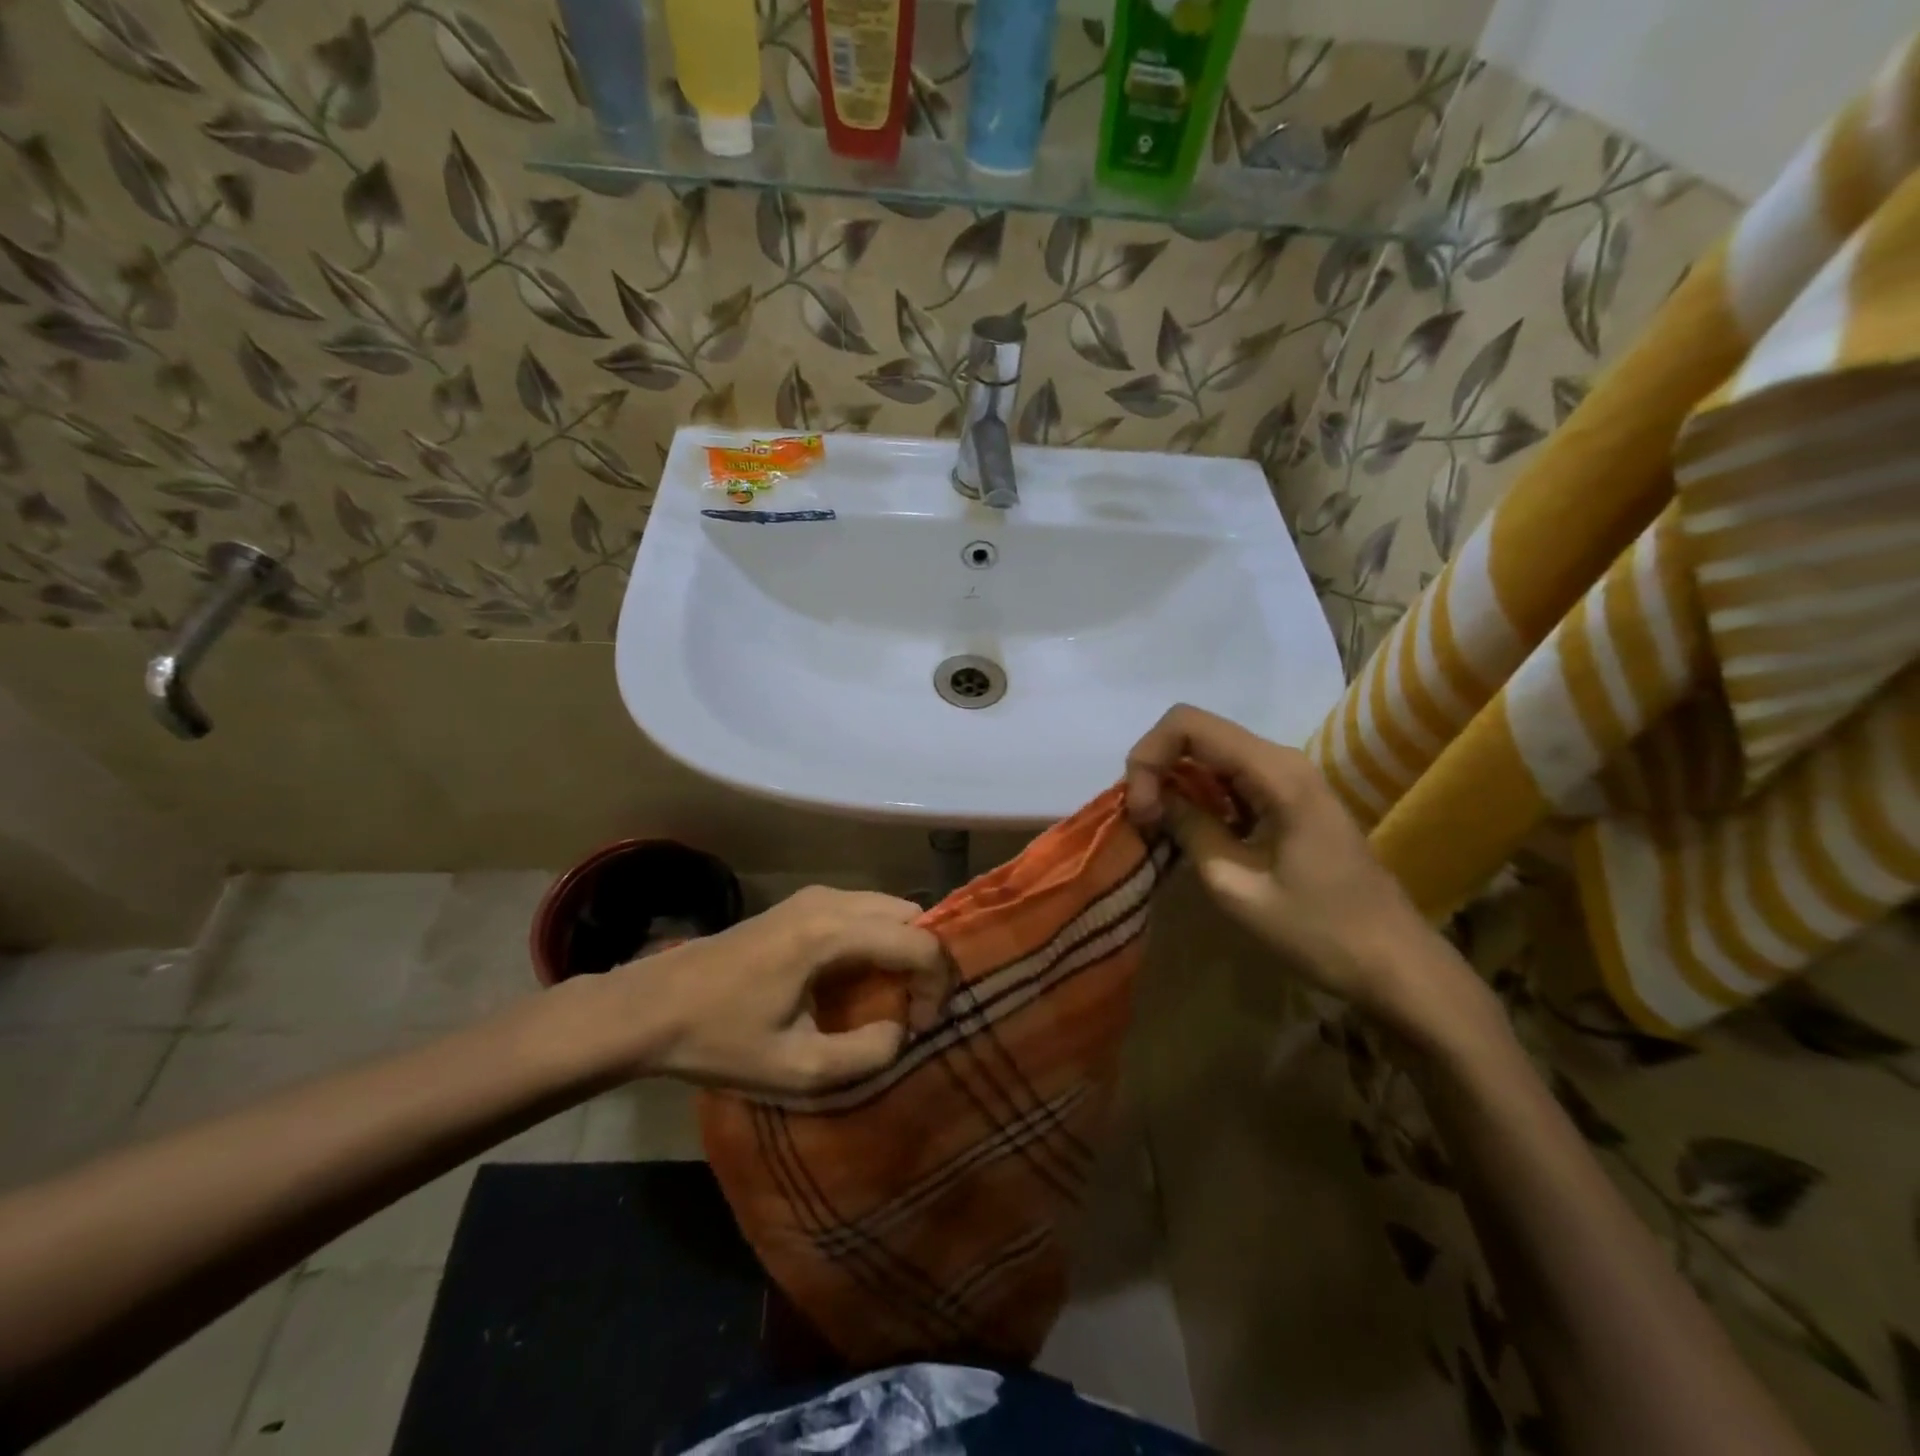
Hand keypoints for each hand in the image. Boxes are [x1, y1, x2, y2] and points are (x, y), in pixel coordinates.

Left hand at [598, 887, 950, 1094]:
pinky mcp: (801, 903)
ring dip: (902, 948)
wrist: (653, 1006)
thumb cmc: (721, 1038)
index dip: (937, 984)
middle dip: (925, 960)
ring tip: (891, 998)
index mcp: (833, 933)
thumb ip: (866, 1053)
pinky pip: (863, 911)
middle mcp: (831, 900)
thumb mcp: (797, 1069)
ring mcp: (814, 896)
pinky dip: (879, 939)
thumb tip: (901, 1030)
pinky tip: (860, 979)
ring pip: (888, 909)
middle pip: (910, 914)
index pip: (919, 942)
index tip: (921, 1026)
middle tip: (913, 1010)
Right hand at [1125, 705, 1468, 1029]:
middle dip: (1157, 768)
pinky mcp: (1290, 797)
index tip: (1141, 810)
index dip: (1149, 756)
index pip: (1187, 724)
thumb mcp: (1237, 886)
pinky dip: (1200, 795)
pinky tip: (1193, 833)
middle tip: (1145, 823)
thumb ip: (1191, 830)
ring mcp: (1290, 776)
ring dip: (1176, 782)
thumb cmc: (1318, 930)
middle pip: (1197, 733)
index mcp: (1275, 772)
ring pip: (1211, 753)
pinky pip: (1231, 776)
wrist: (1394, 963)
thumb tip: (1154, 799)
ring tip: (1161, 830)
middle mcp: (1283, 760)